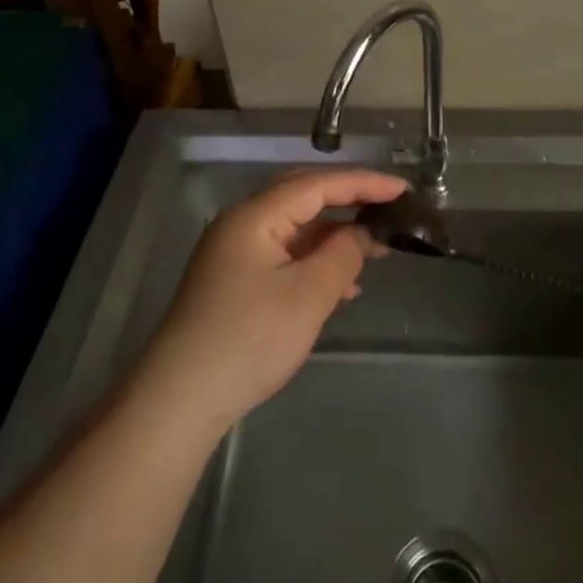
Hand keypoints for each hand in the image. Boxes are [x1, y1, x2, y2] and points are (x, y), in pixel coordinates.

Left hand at [132, 170, 408, 436]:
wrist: (180, 399)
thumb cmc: (249, 340)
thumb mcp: (307, 296)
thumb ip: (342, 256)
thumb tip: (360, 234)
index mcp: (255, 215)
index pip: (317, 184)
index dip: (363, 183)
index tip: (403, 190)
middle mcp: (241, 224)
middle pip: (303, 197)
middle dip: (348, 201)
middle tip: (388, 209)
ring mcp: (235, 253)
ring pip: (294, 228)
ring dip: (334, 236)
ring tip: (375, 250)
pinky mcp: (234, 281)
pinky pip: (284, 255)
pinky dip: (315, 261)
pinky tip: (341, 286)